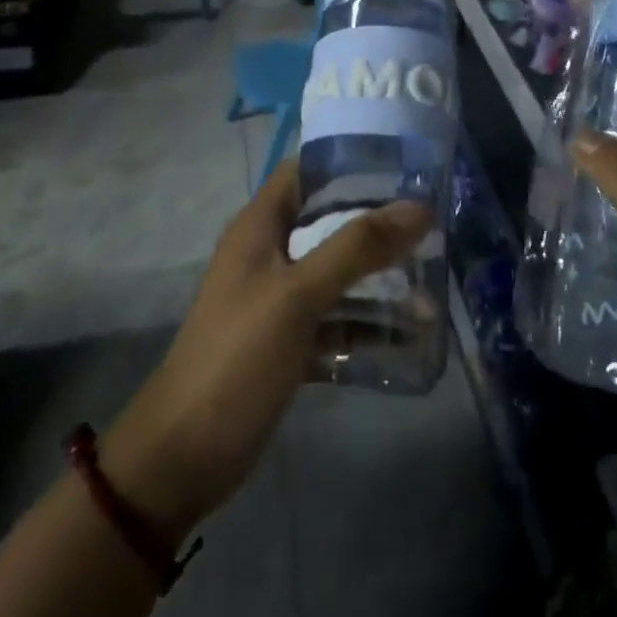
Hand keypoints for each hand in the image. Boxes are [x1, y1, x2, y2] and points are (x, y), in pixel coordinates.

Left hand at [100, 161, 430, 548]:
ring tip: (432, 282)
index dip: (349, 160)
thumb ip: (357, 247)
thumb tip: (418, 207)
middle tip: (431, 221)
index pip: (305, 171)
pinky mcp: (289, 342)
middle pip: (329, 222)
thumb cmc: (237, 356)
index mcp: (260, 227)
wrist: (184, 456)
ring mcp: (279, 301)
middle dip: (378, 222)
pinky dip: (368, 325)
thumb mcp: (299, 294)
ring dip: (380, 278)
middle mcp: (269, 255)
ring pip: (338, 274)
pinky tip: (411, 336)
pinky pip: (337, 321)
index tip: (403, 163)